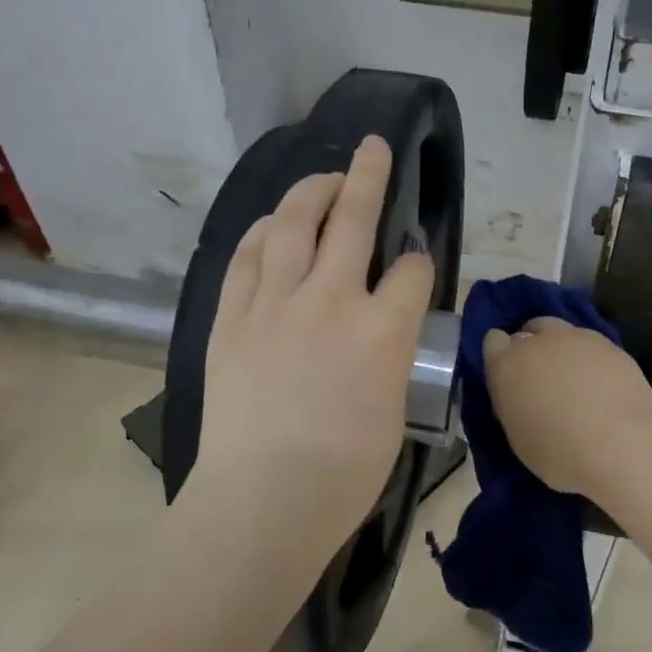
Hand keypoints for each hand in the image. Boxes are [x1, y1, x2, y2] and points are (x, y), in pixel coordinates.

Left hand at [183, 137, 433, 572]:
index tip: (416, 265)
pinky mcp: (231, 319)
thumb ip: (392, 356)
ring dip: (310, 192)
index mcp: (384, 332)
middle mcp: (332, 301)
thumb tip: (386, 331)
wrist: (263, 501)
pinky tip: (270, 226)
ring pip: (292, 225)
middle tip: (373, 150)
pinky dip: (261, 234)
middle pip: (353, 220)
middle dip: (369, 177)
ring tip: (322, 179)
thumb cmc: (343, 475)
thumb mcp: (393, 411)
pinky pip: (245, 258)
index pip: (413, 272)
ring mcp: (275, 305)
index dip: (420, 262)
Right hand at [482, 317, 651, 498]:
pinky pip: (591, 345)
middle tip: (541, 377)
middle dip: (531, 347)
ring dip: (561, 349)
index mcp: (507, 365)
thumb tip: (521, 399)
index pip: (493, 342)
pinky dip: (590, 359)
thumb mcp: (519, 438)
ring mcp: (577, 339)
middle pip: (528, 330)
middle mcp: (538, 343)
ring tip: (573, 379)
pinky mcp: (611, 345)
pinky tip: (600, 384)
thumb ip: (514, 407)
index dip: (501, 356)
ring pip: (562, 332)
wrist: (622, 445)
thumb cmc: (560, 453)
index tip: (509, 377)